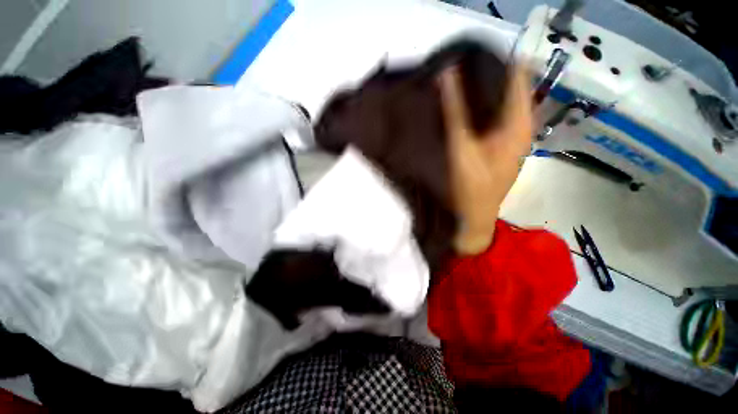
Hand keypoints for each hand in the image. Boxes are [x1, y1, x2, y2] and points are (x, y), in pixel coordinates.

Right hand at [439, 65, 532, 254]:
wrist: (473, 219)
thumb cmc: (469, 188)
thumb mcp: (461, 148)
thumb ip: (455, 111)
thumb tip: (448, 72)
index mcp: (519, 123)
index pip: (515, 74)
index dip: (493, 61)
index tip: (465, 57)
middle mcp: (519, 126)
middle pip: (505, 88)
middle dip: (481, 77)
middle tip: (453, 72)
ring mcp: (508, 138)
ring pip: (496, 104)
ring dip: (476, 95)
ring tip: (452, 87)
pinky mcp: (496, 147)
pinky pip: (488, 119)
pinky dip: (475, 111)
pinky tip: (458, 111)